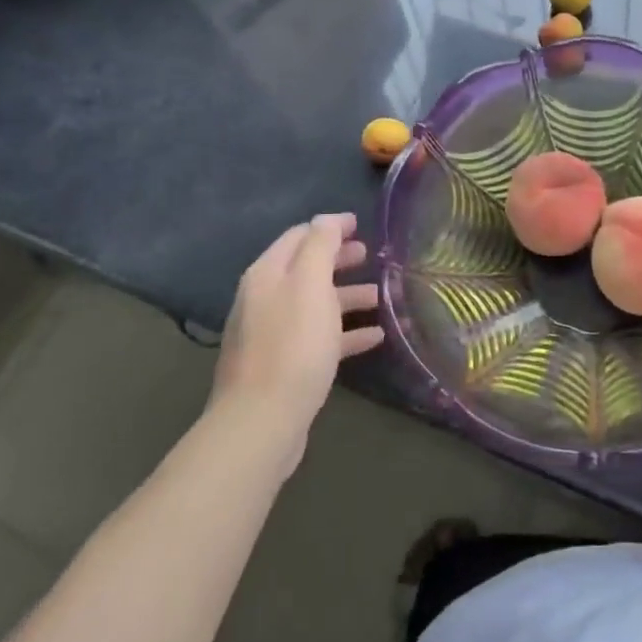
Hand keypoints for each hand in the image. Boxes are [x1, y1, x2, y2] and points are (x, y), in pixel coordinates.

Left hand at [213, 213, 381, 448]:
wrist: (261, 422)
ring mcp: (272, 334)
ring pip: (315, 304)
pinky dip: (346, 333)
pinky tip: (375, 338)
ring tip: (380, 297)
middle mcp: (264, 299)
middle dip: (338, 259)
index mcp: (267, 274)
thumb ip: (320, 246)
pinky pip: (319, 338)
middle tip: (370, 256)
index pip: (299, 236)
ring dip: (347, 296)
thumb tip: (327, 219)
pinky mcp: (284, 366)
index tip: (361, 225)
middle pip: (305, 269)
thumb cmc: (293, 346)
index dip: (330, 227)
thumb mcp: (310, 285)